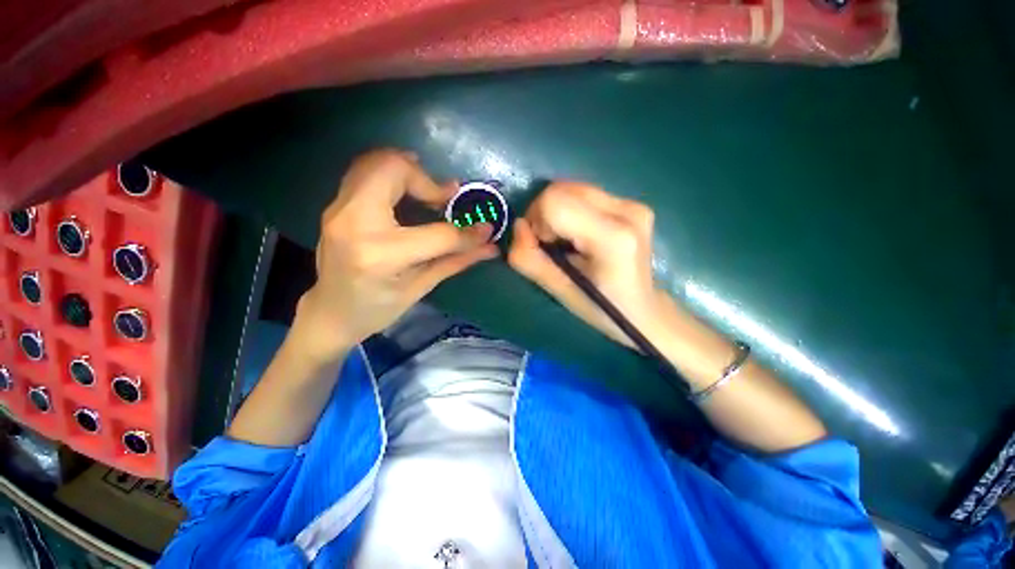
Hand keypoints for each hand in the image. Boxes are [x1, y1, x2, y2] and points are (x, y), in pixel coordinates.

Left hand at [294, 150, 496, 359]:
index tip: (484, 228)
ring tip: (428, 192)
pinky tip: (407, 190)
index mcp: (381, 254)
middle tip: (444, 199)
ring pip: (376, 162)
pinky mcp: (336, 205)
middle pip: (393, 170)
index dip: (467, 232)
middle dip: (427, 180)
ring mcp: (339, 209)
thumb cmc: (377, 309)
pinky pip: (365, 171)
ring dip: (409, 171)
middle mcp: (354, 222)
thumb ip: (457, 261)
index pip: (437, 234)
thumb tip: (490, 246)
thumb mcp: (421, 287)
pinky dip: (391, 172)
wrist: (330, 313)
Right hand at [508, 181, 674, 348]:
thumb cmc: (600, 308)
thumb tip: (519, 226)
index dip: (537, 222)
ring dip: (557, 212)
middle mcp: (627, 210)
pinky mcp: (632, 202)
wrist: (642, 309)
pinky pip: (584, 194)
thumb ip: (528, 259)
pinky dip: (571, 211)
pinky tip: (580, 234)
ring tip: (567, 241)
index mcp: (612, 237)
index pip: (554, 202)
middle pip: (562, 189)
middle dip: (544, 215)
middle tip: (552, 244)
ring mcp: (633, 203)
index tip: (543, 247)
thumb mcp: (558, 290)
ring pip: (571, 188)